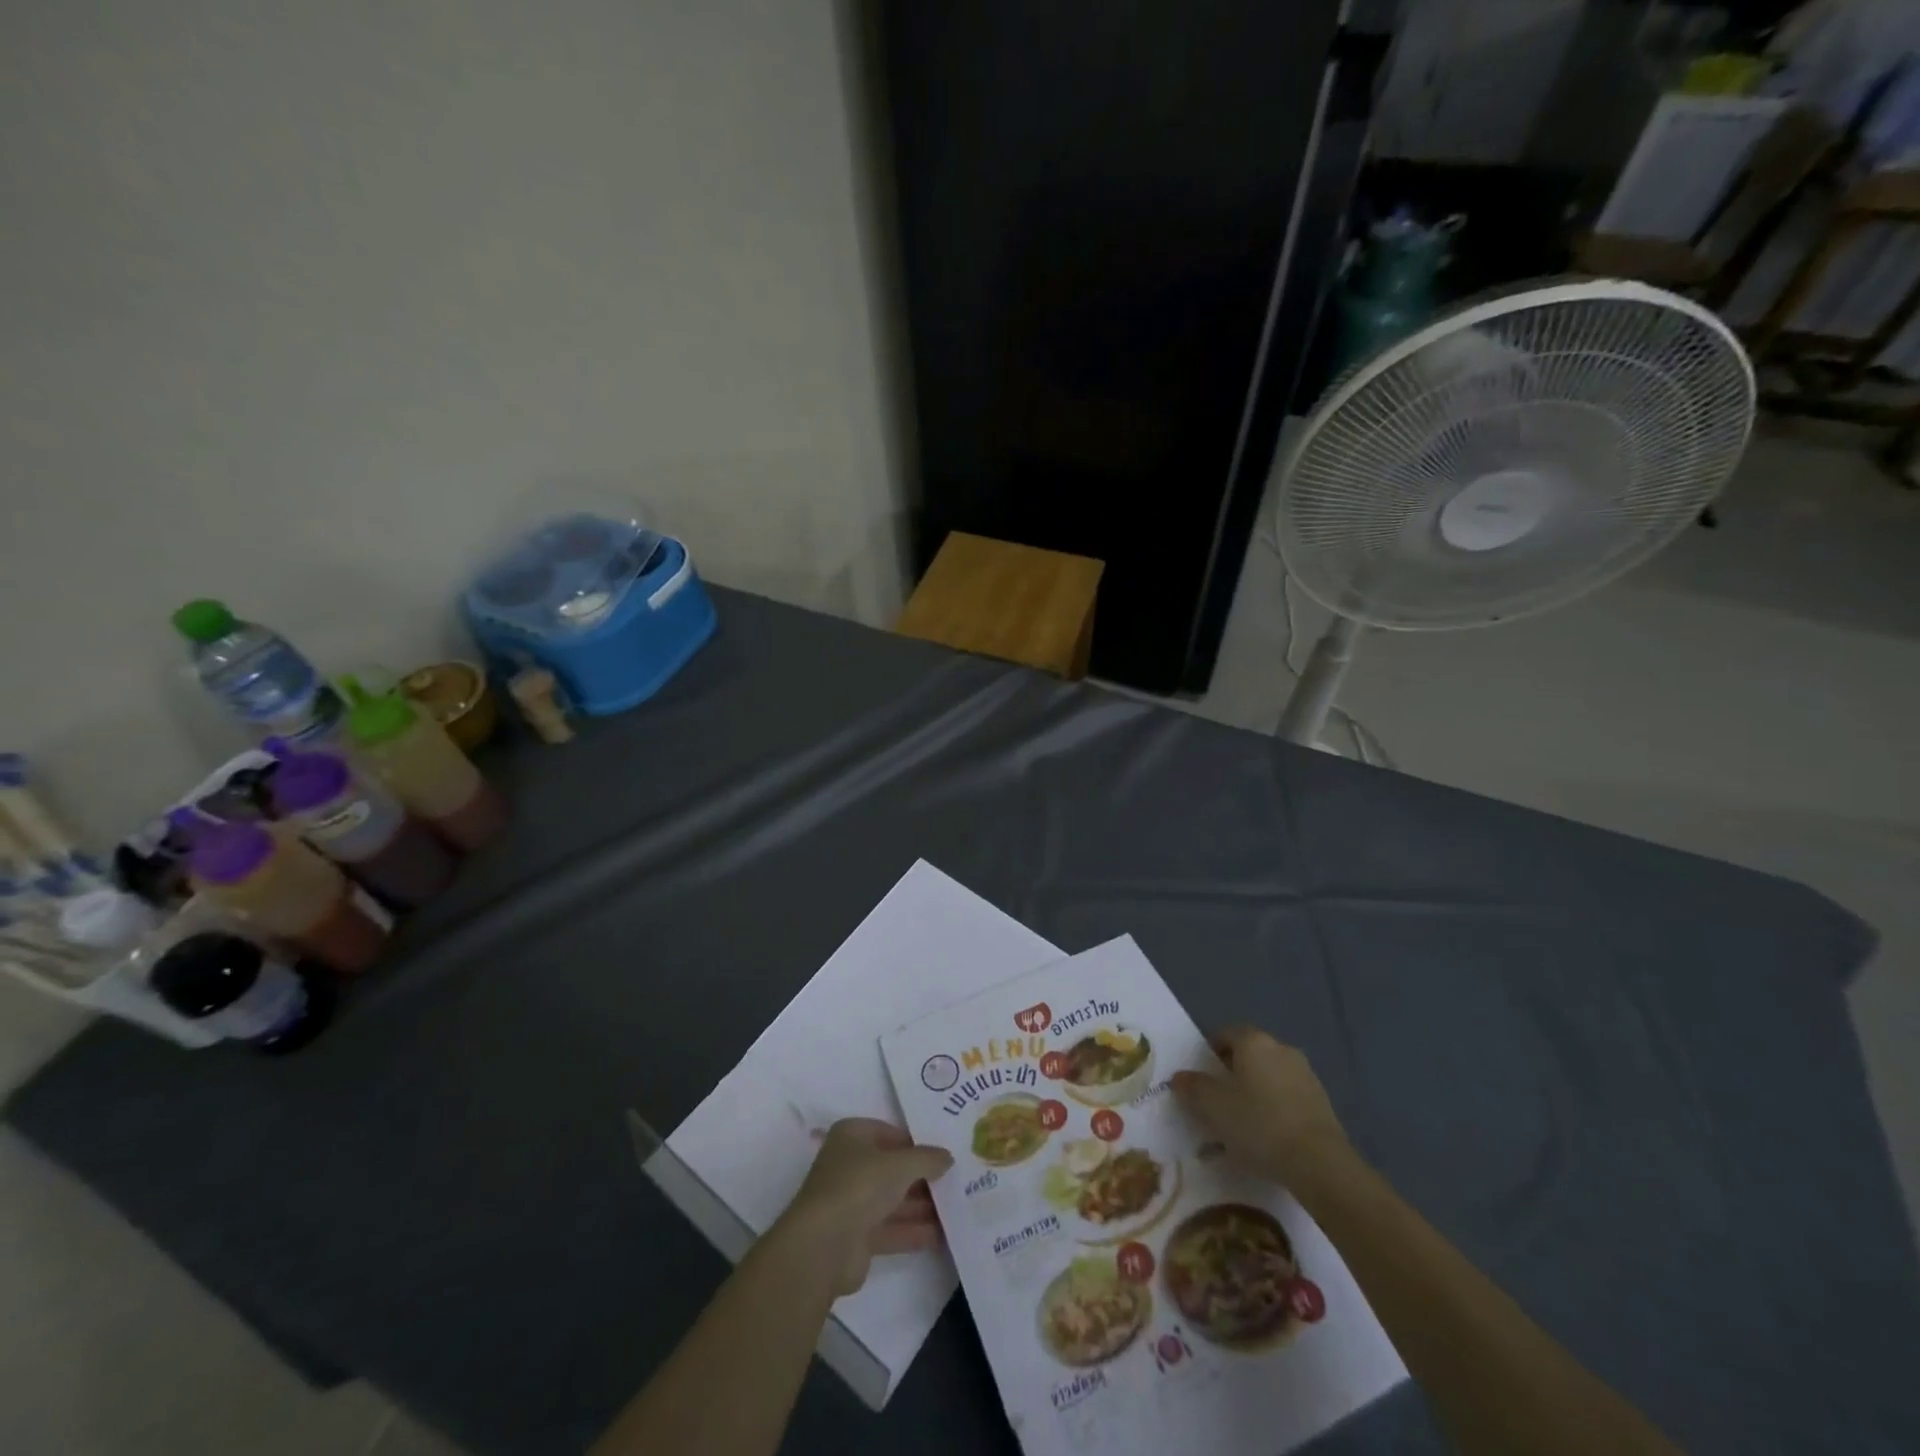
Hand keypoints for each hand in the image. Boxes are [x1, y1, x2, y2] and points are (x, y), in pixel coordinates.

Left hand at [777, 1118, 953, 1294]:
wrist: (823, 1246)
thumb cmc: (860, 1186)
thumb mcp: (900, 1164)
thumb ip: (927, 1158)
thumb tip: (948, 1157)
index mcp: (852, 1136)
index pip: (889, 1133)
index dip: (916, 1143)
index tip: (943, 1153)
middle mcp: (849, 1165)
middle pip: (891, 1168)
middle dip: (922, 1177)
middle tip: (955, 1181)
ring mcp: (851, 1202)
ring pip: (892, 1199)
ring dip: (921, 1205)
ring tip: (956, 1208)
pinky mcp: (856, 1237)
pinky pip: (890, 1228)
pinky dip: (913, 1230)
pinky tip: (942, 1235)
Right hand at [1172, 1027, 1350, 1185]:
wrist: (1320, 1164)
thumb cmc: (1259, 1124)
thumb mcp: (1212, 1107)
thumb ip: (1192, 1087)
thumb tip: (1181, 1077)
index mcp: (1254, 1042)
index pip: (1226, 1034)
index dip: (1210, 1053)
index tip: (1201, 1078)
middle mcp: (1281, 1049)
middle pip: (1249, 1054)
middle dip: (1232, 1073)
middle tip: (1218, 1101)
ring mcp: (1306, 1075)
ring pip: (1270, 1076)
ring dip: (1255, 1092)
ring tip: (1243, 1124)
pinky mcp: (1322, 1102)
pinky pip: (1288, 1097)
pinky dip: (1275, 1109)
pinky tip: (1268, 1137)